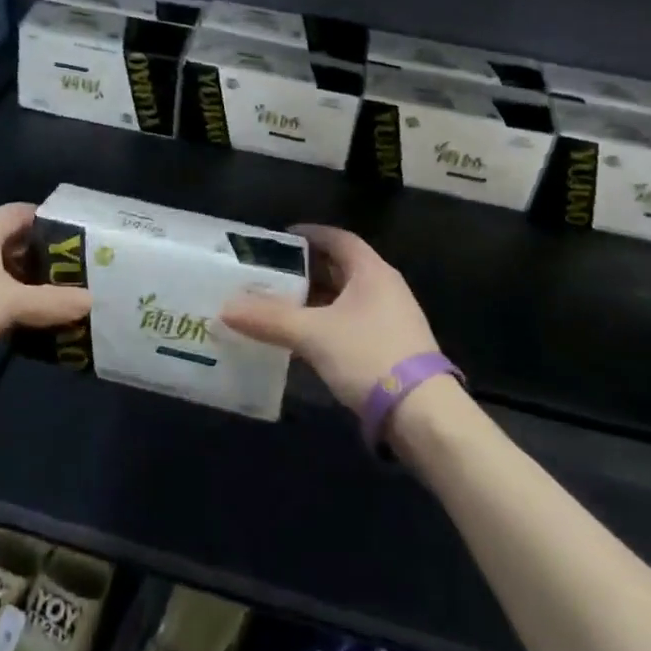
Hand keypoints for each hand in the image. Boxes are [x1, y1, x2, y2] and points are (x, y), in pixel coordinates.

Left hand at [0, 203, 91, 350]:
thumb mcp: (11, 302)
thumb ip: (51, 302)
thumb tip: (90, 301)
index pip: (26, 212)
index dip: (52, 222)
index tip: (76, 239)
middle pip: (11, 239)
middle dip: (39, 255)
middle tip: (68, 272)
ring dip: (18, 277)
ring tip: (47, 296)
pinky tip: (13, 313)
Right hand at [222, 225, 439, 410]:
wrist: (424, 416)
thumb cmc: (369, 357)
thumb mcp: (313, 334)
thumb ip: (269, 319)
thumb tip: (226, 307)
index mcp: (371, 271)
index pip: (338, 238)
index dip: (309, 234)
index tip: (280, 239)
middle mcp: (385, 287)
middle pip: (341, 268)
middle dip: (306, 270)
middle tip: (271, 274)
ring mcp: (393, 319)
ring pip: (346, 299)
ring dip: (316, 300)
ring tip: (280, 306)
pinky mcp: (393, 348)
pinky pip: (353, 323)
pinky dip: (328, 324)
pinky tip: (306, 340)